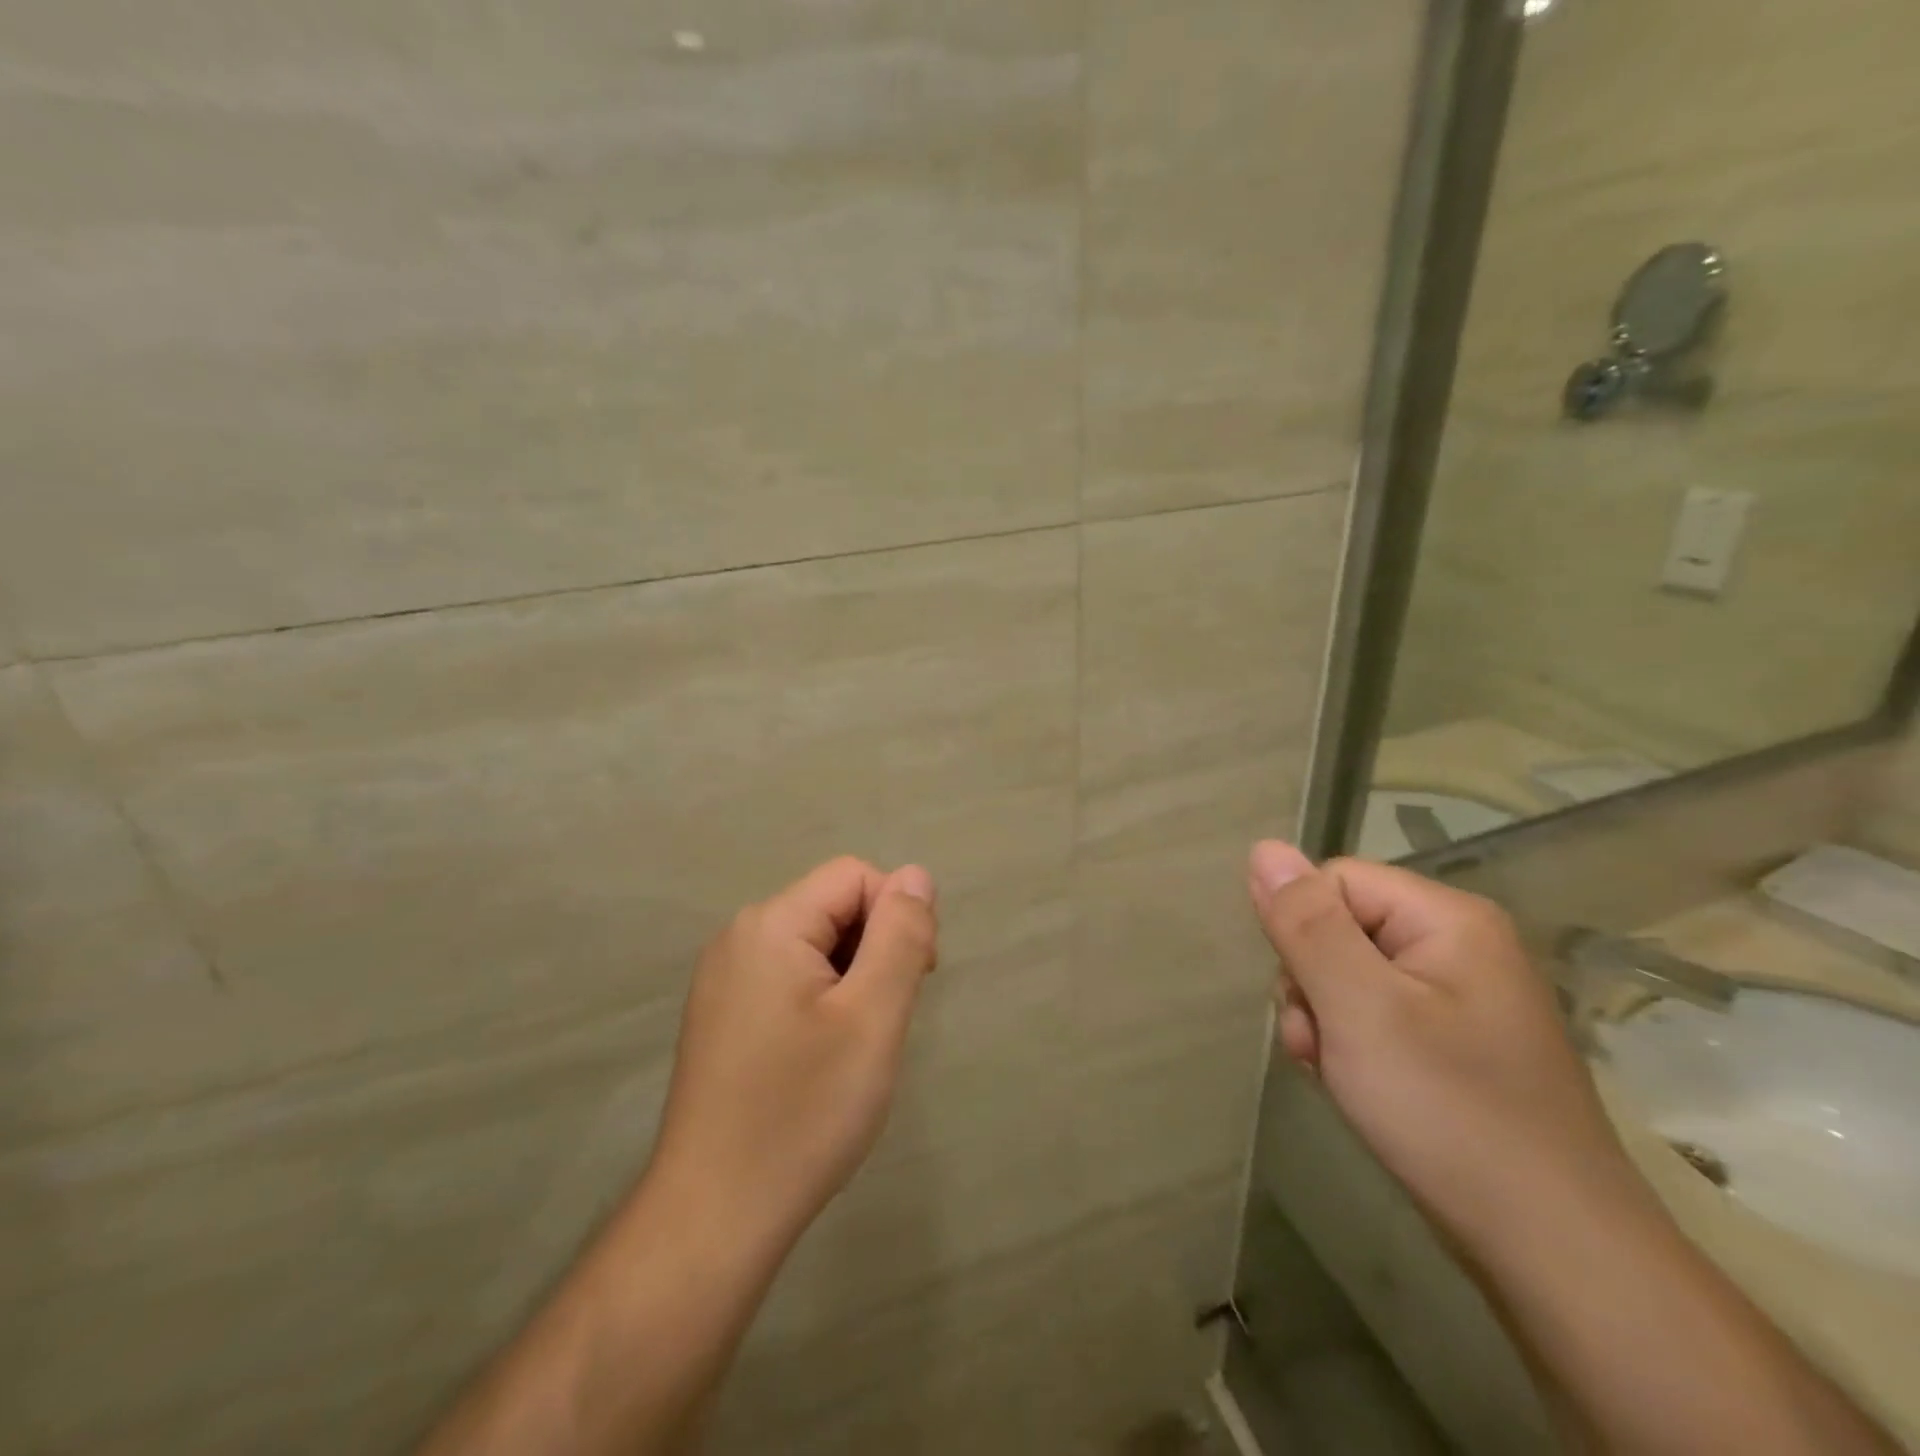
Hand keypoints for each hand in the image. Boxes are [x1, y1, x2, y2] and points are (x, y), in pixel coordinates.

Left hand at [646, 856, 938, 1254]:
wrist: (712, 1219)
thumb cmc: (803, 1113)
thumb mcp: (872, 1017)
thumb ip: (901, 936)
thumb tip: (917, 875)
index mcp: (770, 925)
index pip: (855, 876)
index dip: (897, 916)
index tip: (916, 980)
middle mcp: (739, 937)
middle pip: (832, 906)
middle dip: (876, 948)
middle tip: (887, 1020)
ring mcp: (723, 978)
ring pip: (814, 945)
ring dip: (852, 978)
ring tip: (857, 1044)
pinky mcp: (722, 1015)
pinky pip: (789, 978)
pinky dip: (822, 1000)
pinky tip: (823, 1057)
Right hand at [1247, 841, 1641, 1248]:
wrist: (1555, 1252)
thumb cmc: (1449, 1112)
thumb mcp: (1359, 1008)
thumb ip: (1306, 924)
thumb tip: (1264, 847)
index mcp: (1448, 918)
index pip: (1333, 881)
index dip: (1304, 934)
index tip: (1312, 1001)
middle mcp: (1459, 944)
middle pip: (1339, 928)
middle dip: (1312, 985)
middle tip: (1324, 1045)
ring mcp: (1461, 997)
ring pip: (1349, 976)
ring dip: (1325, 1021)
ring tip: (1342, 1075)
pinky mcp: (1455, 1043)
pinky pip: (1376, 1016)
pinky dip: (1352, 1047)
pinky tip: (1359, 1088)